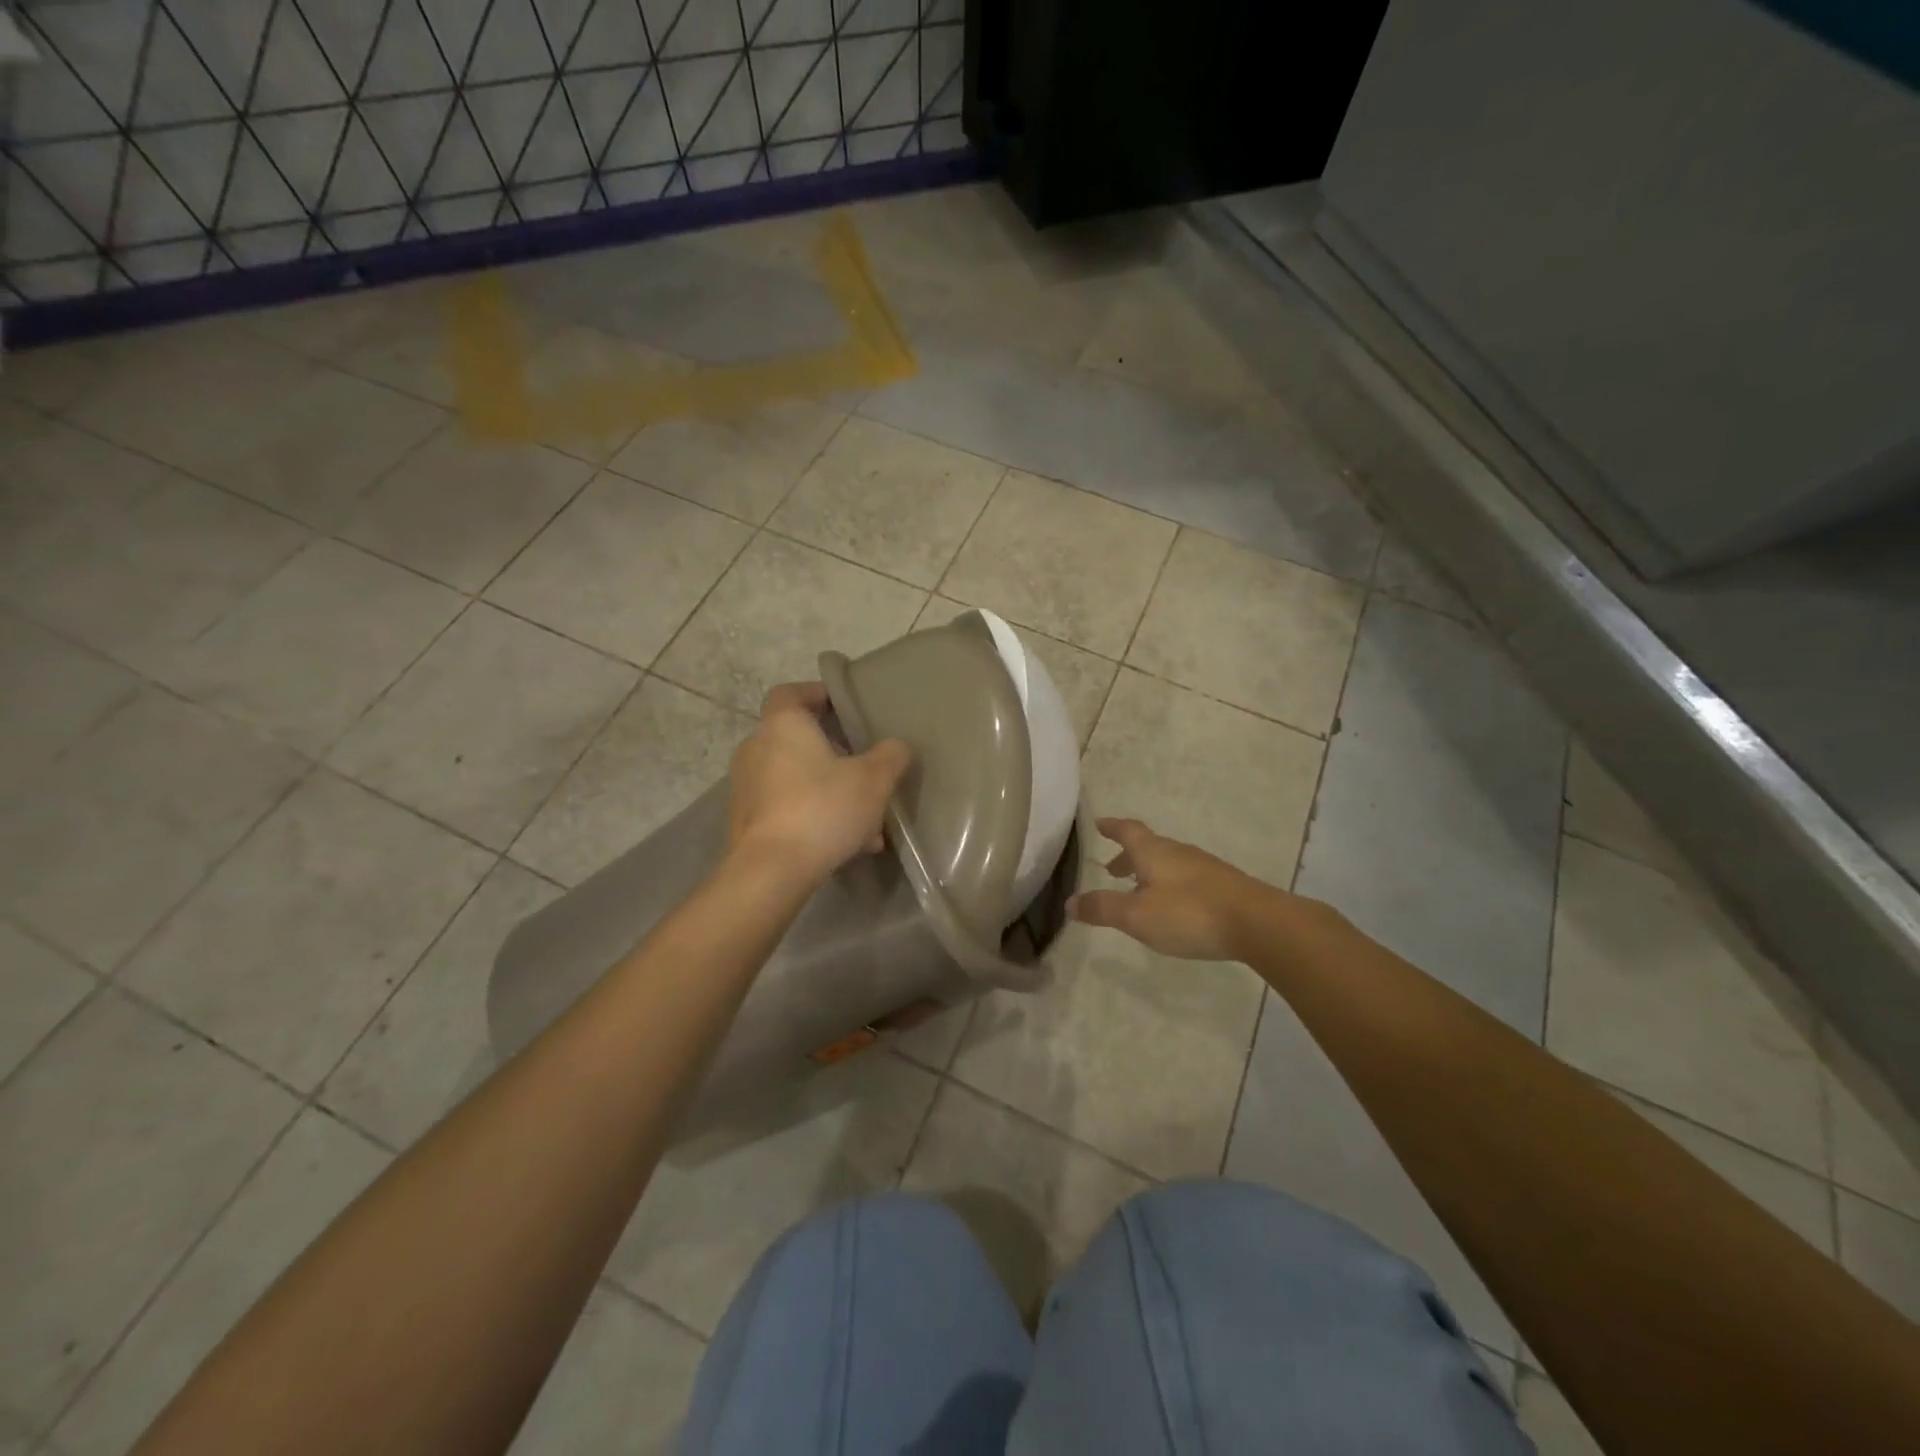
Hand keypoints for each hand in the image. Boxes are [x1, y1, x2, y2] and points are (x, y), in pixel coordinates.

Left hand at [727, 682, 911, 886]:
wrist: (770, 871)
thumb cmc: (822, 809)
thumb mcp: (874, 780)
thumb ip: (891, 755)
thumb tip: (896, 746)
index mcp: (783, 725)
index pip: (791, 692)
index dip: (817, 694)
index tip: (844, 708)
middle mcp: (756, 748)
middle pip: (799, 739)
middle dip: (835, 755)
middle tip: (866, 771)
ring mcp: (746, 787)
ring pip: (797, 779)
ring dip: (830, 791)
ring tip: (866, 821)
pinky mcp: (746, 821)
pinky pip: (787, 808)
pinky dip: (814, 816)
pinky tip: (846, 844)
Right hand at [1070, 817, 1266, 960]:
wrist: (1257, 923)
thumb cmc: (1189, 913)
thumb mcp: (1136, 916)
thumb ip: (1102, 909)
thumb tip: (1069, 903)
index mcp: (1153, 852)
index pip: (1128, 831)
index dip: (1112, 827)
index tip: (1100, 823)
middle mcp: (1178, 852)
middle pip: (1148, 846)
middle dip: (1128, 856)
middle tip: (1112, 869)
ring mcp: (1204, 867)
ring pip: (1169, 862)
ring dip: (1149, 872)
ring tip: (1139, 889)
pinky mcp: (1223, 886)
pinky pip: (1187, 878)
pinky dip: (1170, 884)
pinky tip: (1174, 906)